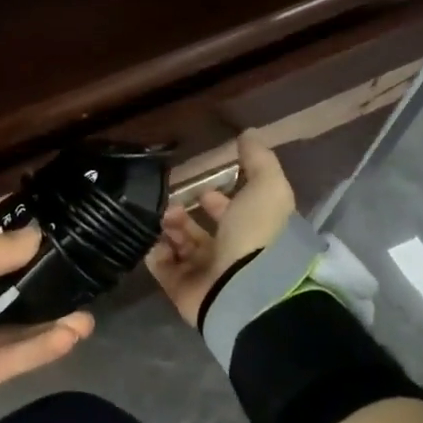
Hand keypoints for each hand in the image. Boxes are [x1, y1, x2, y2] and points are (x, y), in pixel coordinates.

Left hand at [0, 203, 94, 422]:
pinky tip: (75, 332)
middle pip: (4, 272)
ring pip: (17, 315)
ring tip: (89, 298)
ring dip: (51, 307)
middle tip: (84, 253)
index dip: (10, 215)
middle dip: (40, 263)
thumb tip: (35, 236)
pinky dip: (45, 345)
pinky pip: (17, 356)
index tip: (53, 206)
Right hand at [147, 131, 296, 325]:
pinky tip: (155, 237)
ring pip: (178, 245)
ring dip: (169, 227)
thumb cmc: (258, 235)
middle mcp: (228, 254)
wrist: (243, 288)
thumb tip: (249, 133)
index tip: (202, 187)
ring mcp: (204, 273)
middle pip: (199, 231)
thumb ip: (259, 160)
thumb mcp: (267, 188)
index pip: (230, 214)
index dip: (217, 200)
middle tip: (171, 202)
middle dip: (183, 213)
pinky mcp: (181, 288)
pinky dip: (156, 250)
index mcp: (251, 233)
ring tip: (165, 217)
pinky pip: (161, 265)